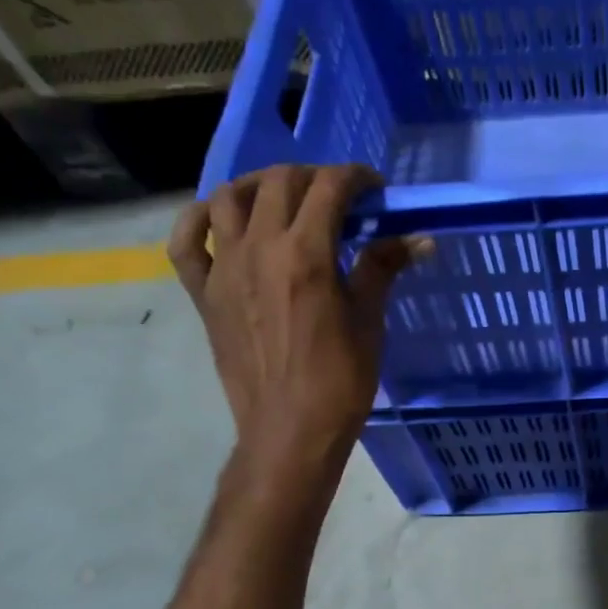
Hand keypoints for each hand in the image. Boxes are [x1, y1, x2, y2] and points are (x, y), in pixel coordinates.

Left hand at [168, 164, 425, 495]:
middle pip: (279, 183)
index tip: (374, 188)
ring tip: (283, 198)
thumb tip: (420, 239)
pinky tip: (220, 218)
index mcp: (306, 255)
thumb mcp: (370, 322)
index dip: (355, 178)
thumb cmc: (341, 381)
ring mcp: (224, 269)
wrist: (290, 430)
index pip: (329, 188)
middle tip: (338, 196)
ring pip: (230, 198)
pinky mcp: (203, 293)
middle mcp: (259, 249)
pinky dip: (200, 219)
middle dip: (313, 177)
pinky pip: (187, 241)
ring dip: (259, 186)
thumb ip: (384, 269)